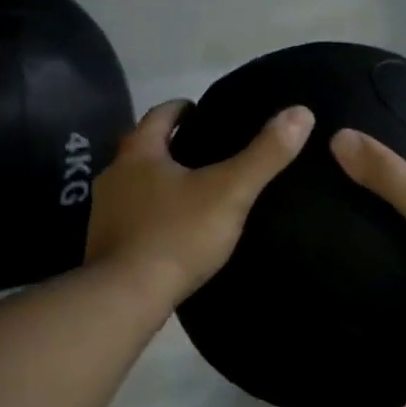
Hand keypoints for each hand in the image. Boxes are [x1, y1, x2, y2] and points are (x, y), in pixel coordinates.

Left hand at [87, 100, 314, 304]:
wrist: (126, 296)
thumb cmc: (177, 235)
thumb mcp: (230, 192)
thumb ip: (265, 154)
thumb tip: (301, 113)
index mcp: (138, 153)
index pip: (159, 115)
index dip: (182, 109)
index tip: (201, 111)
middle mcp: (115, 174)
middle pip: (143, 148)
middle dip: (169, 144)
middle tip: (203, 149)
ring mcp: (104, 211)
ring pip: (134, 183)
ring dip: (158, 180)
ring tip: (192, 188)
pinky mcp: (104, 243)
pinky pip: (132, 216)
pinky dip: (151, 212)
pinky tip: (172, 227)